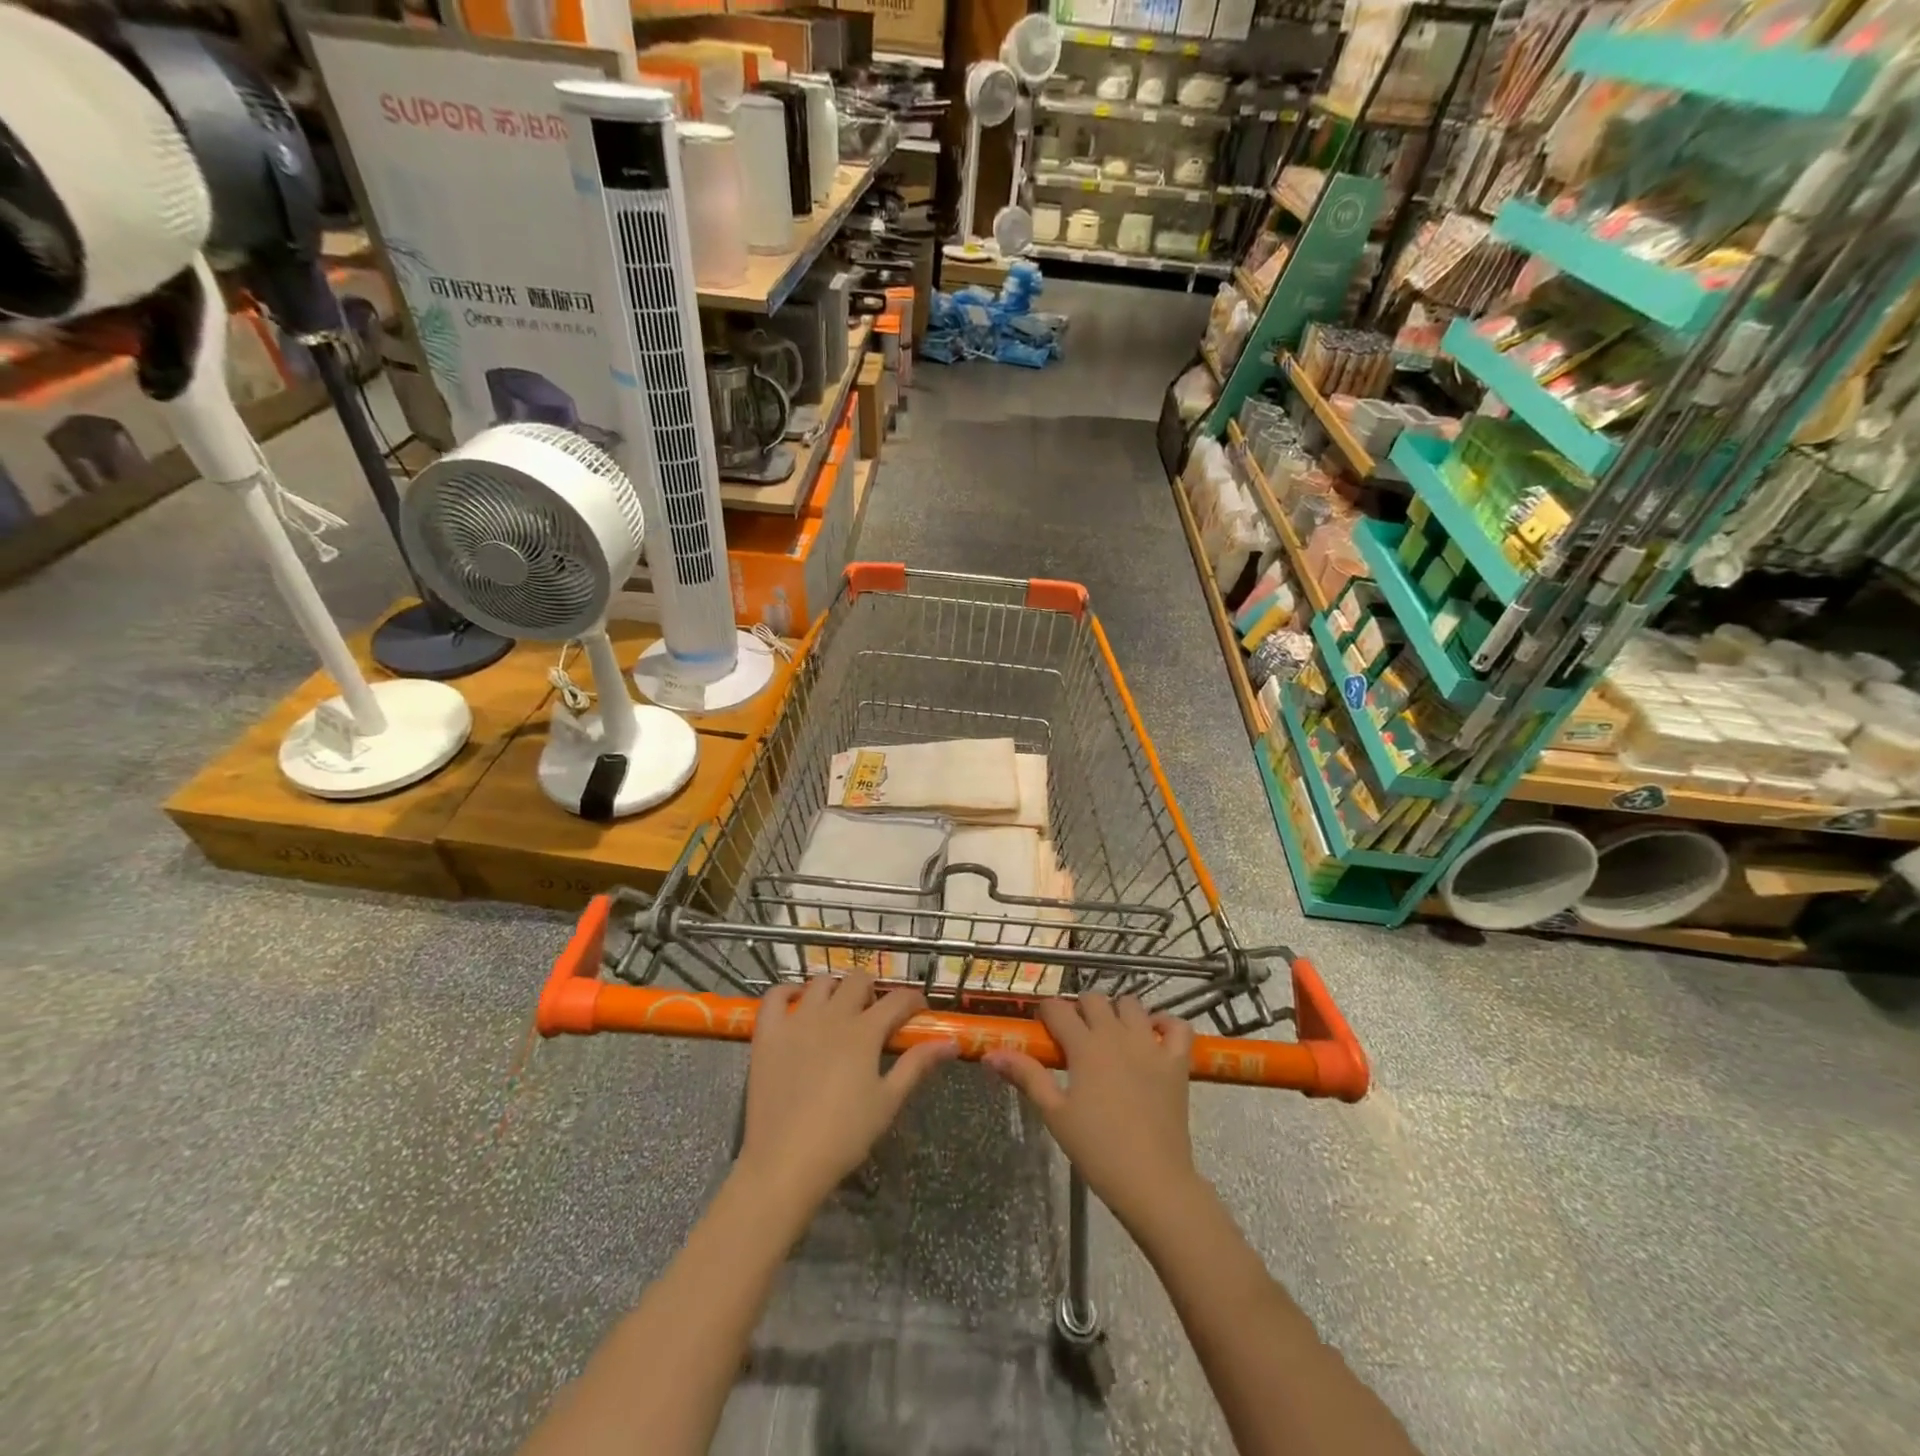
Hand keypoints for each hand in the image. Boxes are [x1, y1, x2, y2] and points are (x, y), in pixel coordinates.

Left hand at [737, 972, 957, 1214]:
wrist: (785, 1162)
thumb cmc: (844, 1135)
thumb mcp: (888, 1101)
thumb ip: (917, 1065)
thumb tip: (950, 1043)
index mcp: (865, 1032)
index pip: (898, 999)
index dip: (913, 1001)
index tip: (919, 1012)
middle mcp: (832, 1015)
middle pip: (858, 980)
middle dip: (874, 990)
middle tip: (875, 1015)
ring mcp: (796, 1021)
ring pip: (820, 982)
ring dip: (835, 989)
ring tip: (838, 1011)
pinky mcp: (768, 1033)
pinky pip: (774, 996)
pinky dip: (787, 993)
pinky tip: (797, 1005)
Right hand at [985, 994, 1198, 1230]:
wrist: (1152, 1181)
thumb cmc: (1097, 1149)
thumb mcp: (1054, 1113)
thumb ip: (1026, 1076)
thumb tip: (990, 1054)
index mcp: (1085, 1045)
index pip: (1058, 1008)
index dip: (1046, 1012)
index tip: (1043, 1029)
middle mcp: (1117, 1034)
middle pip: (1094, 998)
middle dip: (1080, 1008)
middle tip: (1075, 1036)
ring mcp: (1150, 1045)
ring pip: (1132, 1004)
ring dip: (1118, 1011)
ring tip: (1111, 1035)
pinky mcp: (1177, 1062)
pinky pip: (1178, 1026)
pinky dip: (1167, 1024)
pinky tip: (1154, 1037)